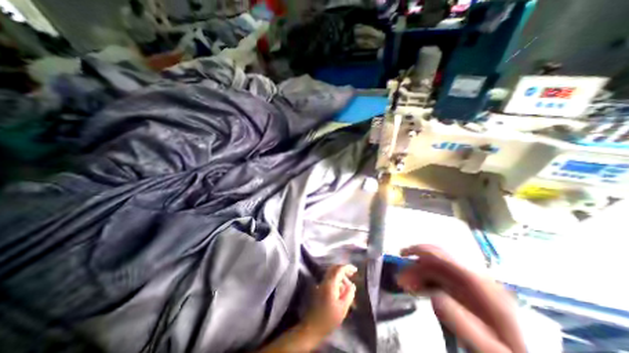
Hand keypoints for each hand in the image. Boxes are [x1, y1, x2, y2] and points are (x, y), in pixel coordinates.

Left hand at [302, 265, 355, 335]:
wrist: (312, 327)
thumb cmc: (329, 319)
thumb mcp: (343, 308)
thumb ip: (349, 294)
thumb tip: (352, 285)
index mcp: (330, 284)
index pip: (339, 269)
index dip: (347, 267)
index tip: (355, 270)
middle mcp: (325, 281)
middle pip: (334, 269)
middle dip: (343, 270)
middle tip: (352, 275)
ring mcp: (321, 284)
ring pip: (331, 274)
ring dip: (340, 276)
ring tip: (348, 287)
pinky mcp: (319, 289)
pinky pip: (329, 280)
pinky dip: (336, 281)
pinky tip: (340, 291)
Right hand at [397, 244, 526, 352]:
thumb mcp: (493, 350)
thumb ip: (466, 325)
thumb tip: (435, 297)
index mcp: (482, 287)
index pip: (446, 256)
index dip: (421, 250)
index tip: (402, 254)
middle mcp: (474, 279)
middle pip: (438, 262)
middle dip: (416, 266)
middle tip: (400, 280)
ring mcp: (471, 286)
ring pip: (437, 269)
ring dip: (419, 274)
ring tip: (407, 287)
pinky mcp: (467, 293)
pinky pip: (442, 279)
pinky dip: (427, 281)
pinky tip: (419, 290)